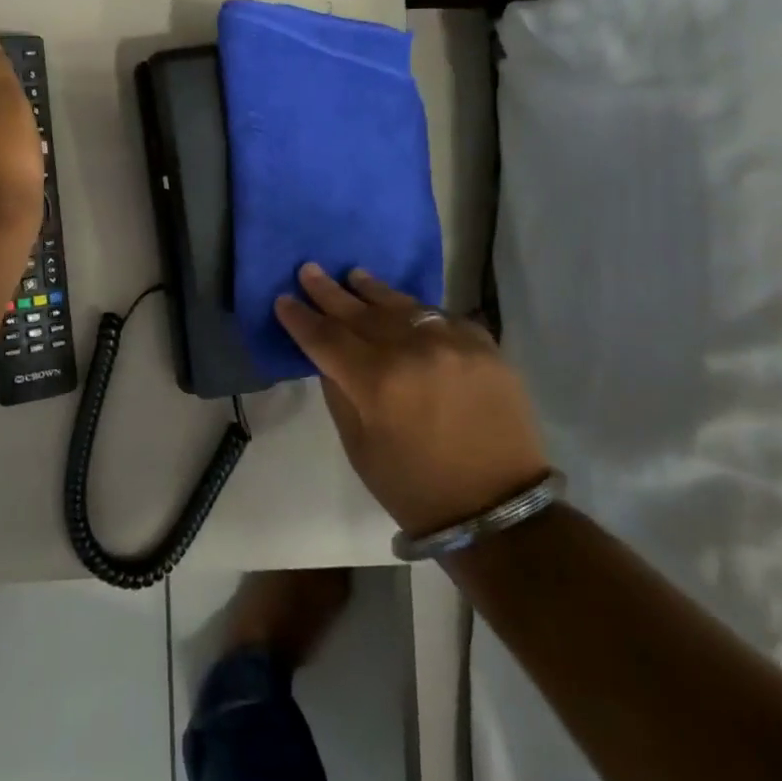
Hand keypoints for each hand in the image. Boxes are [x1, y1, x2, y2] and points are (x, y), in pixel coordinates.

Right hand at [275, 264, 547, 537]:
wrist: (498, 510)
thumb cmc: (414, 487)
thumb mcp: (358, 447)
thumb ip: (339, 393)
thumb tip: (329, 356)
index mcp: (376, 382)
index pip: (325, 337)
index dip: (300, 318)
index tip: (283, 299)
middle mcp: (413, 351)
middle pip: (359, 313)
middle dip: (329, 292)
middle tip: (309, 270)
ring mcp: (453, 343)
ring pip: (402, 305)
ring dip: (373, 291)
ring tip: (354, 276)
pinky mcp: (484, 346)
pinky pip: (441, 317)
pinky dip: (418, 313)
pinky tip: (406, 309)